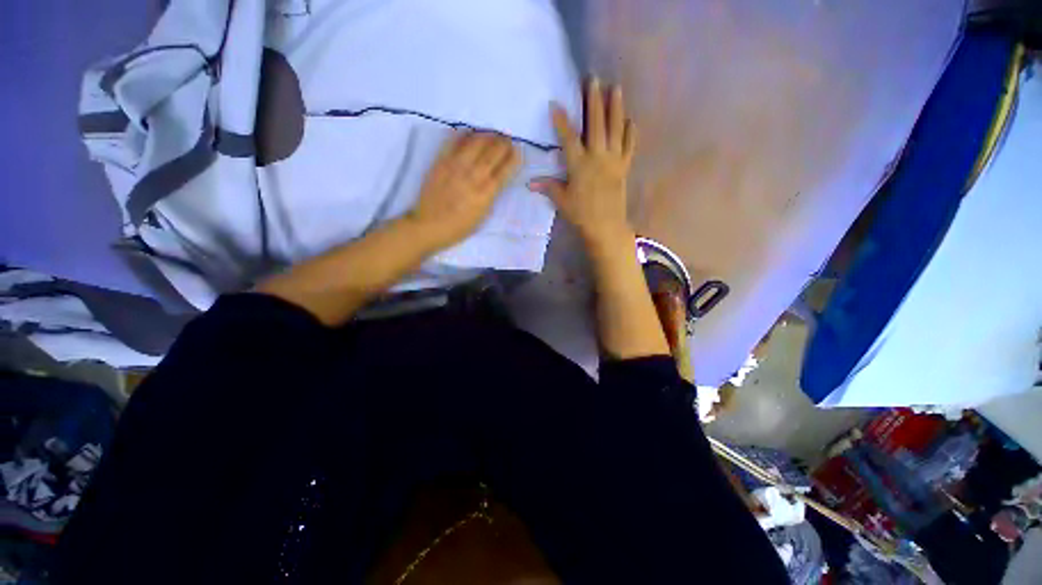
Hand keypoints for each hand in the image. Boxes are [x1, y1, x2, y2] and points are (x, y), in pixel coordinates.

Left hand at [408, 131, 520, 250]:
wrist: (429, 226)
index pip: (505, 170)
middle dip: (503, 143)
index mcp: (486, 193)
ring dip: (487, 136)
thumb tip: (496, 179)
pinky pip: (453, 142)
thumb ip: (490, 196)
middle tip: (507, 138)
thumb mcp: (482, 216)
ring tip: (492, 133)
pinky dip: (462, 134)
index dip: (513, 158)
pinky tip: (469, 132)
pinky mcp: (441, 162)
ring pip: (476, 143)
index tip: (518, 150)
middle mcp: (474, 176)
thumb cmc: (459, 227)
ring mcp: (456, 167)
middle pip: (493, 153)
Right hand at [528, 78, 636, 253]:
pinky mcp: (624, 167)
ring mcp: (614, 161)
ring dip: (616, 107)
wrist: (606, 226)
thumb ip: (548, 187)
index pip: (569, 137)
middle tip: (593, 79)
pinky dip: (630, 132)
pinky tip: (630, 120)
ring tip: (616, 88)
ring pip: (616, 129)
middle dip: (594, 100)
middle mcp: (597, 157)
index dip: (561, 120)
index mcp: (579, 165)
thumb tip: (529, 183)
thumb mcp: (561, 201)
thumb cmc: (581, 214)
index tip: (555, 103)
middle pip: (596, 124)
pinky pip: (629, 146)